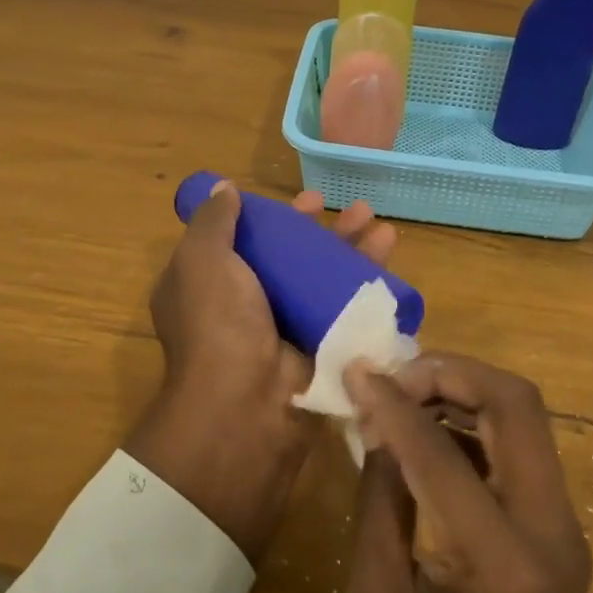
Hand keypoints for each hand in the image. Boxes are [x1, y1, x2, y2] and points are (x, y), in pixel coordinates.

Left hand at [129, 182, 396, 561]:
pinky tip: (390, 262)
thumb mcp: (202, 261)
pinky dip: (366, 285)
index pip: (248, 241)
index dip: (277, 218)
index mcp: (211, 285)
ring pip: (324, 279)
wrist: (247, 404)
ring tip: (385, 228)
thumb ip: (214, 222)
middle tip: (358, 210)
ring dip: (354, 252)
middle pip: (293, 257)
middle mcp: (246, 305)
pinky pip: (344, 308)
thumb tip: (226, 189)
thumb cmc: (218, 323)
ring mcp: (285, 328)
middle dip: (326, 232)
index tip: (307, 201)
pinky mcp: (317, 347)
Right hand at [342, 354, 592, 592]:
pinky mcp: (557, 537)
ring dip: (464, 394)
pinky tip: (427, 434)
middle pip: (517, 406)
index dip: (393, 404)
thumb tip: (378, 423)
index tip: (355, 371)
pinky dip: (474, 427)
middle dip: (451, 375)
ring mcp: (565, 534)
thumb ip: (379, 500)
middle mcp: (553, 535)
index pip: (443, 452)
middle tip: (393, 375)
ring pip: (523, 421)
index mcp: (506, 563)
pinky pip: (519, 453)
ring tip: (402, 394)